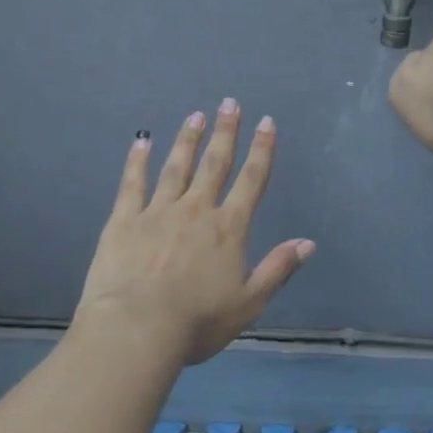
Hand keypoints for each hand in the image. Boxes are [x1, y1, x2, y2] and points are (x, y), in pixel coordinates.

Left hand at [74, 101, 314, 369]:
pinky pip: (133, 183)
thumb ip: (278, 268)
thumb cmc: (197, 321)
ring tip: (195, 116)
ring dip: (188, 140)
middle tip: (229, 103)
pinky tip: (142, 141)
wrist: (136, 329)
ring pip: (177, 167)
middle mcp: (196, 211)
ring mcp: (158, 212)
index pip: (251, 181)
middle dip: (225, 132)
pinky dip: (138, 161)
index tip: (267, 122)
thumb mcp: (249, 302)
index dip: (261, 150)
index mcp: (228, 229)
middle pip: (215, 164)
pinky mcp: (124, 221)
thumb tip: (308, 242)